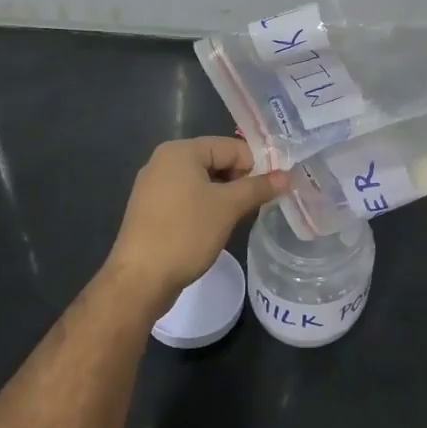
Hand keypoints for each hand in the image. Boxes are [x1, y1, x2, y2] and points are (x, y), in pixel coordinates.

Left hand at [106, 137, 287, 312]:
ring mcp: (154, 186)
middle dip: (241, 181)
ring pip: (203, 182)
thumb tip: (286, 176)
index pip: (231, 147)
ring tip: (240, 217)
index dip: (257, 165)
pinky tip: (216, 227)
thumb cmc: (185, 233)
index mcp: (181, 151)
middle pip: (217, 161)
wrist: (139, 280)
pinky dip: (206, 207)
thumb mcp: (228, 207)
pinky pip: (188, 198)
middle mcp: (164, 161)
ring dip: (225, 196)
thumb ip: (258, 187)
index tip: (273, 189)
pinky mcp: (152, 209)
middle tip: (258, 205)